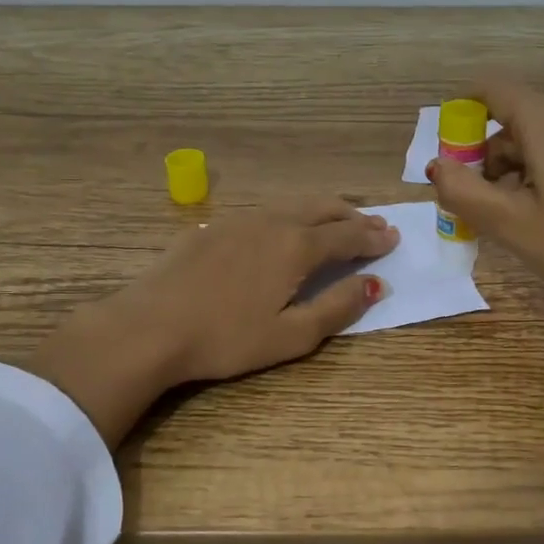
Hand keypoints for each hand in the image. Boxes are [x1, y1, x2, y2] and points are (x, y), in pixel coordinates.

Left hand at [26, 199, 398, 444]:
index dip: (374, 237)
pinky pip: (264, 212)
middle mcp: (272, 222)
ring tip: (336, 220)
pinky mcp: (211, 227)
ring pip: (292, 204)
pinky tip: (282, 229)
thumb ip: (338, 307)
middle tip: (374, 226)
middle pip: (323, 208)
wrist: (149, 327)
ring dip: (323, 210)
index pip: (348, 235)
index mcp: (297, 246)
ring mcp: (238, 220)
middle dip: (353, 215)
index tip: (393, 238)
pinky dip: (289, 214)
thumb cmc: (226, 339)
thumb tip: (376, 284)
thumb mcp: (291, 335)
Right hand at [427, 81, 543, 364]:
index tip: (450, 153)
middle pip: (516, 120)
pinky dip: (540, 172)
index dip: (463, 113)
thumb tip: (437, 165)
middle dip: (487, 155)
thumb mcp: (509, 223)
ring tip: (511, 216)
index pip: (494, 91)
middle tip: (477, 202)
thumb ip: (462, 190)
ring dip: (513, 168)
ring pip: (540, 139)